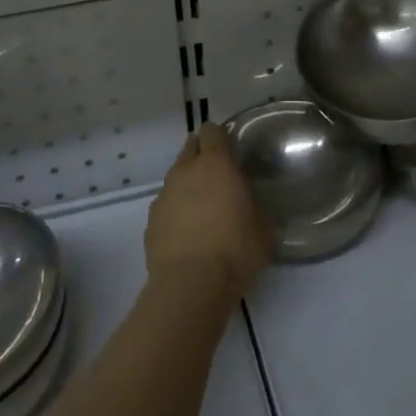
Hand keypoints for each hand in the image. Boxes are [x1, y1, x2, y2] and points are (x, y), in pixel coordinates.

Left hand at [144, 125, 271, 296]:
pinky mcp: (151, 219)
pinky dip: (175, 211)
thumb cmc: (235, 250)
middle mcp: (186, 170)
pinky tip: (187, 234)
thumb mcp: (264, 228)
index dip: (220, 138)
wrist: (190, 285)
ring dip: (188, 185)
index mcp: (215, 163)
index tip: (230, 152)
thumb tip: (253, 205)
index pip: (212, 131)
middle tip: (218, 177)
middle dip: (202, 155)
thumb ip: (257, 207)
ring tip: (202, 210)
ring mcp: (164, 194)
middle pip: (190, 147)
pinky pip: (166, 204)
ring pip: (176, 176)